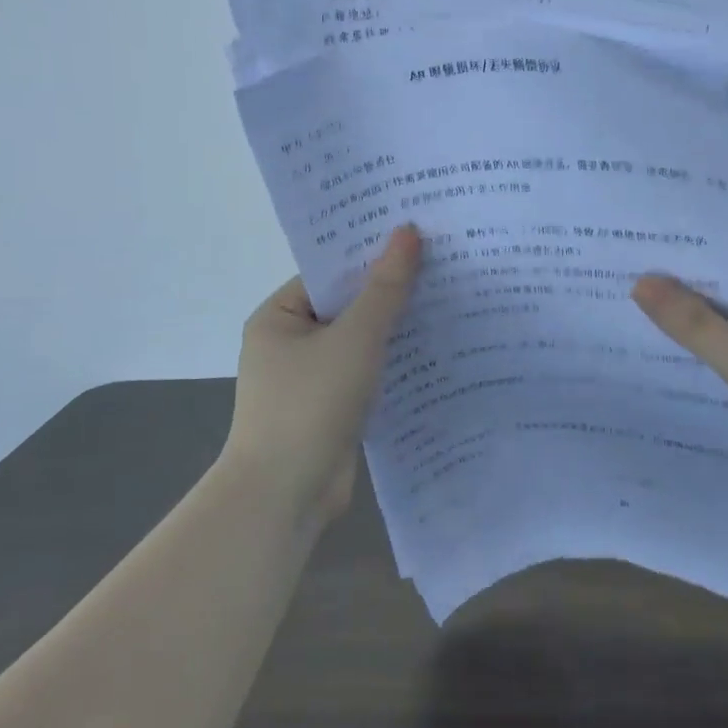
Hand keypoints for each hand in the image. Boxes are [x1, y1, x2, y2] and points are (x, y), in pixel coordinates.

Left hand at [222, 225, 423, 525]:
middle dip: (389, 293)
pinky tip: (433, 352)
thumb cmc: (310, 404)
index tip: (417, 240)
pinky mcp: (330, 408)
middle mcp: (289, 343)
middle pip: (347, 307)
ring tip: (448, 302)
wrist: (285, 496)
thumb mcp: (354, 338)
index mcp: (279, 317)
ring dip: (394, 330)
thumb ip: (385, 288)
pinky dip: (391, 364)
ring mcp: (309, 379)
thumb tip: (407, 231)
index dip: (371, 256)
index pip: (329, 274)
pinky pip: (364, 373)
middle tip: (442, 267)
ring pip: (359, 343)